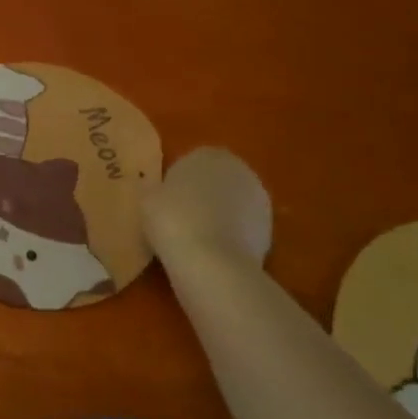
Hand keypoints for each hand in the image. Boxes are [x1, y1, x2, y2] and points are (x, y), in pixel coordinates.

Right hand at [141, 147, 272, 265]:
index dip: (178, 181)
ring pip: (232, 205)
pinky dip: (230, 237)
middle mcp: (240, 170)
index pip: (192, 161)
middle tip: (179, 218)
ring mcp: (260, 201)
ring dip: (218, 216)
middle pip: (217, 181)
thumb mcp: (147, 199)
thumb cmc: (173, 220)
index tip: (165, 200)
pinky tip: (211, 253)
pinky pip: (241, 228)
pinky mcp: (270, 230)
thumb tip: (162, 194)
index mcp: (209, 155)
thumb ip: (158, 189)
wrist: (212, 263)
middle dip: (202, 196)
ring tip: (194, 239)